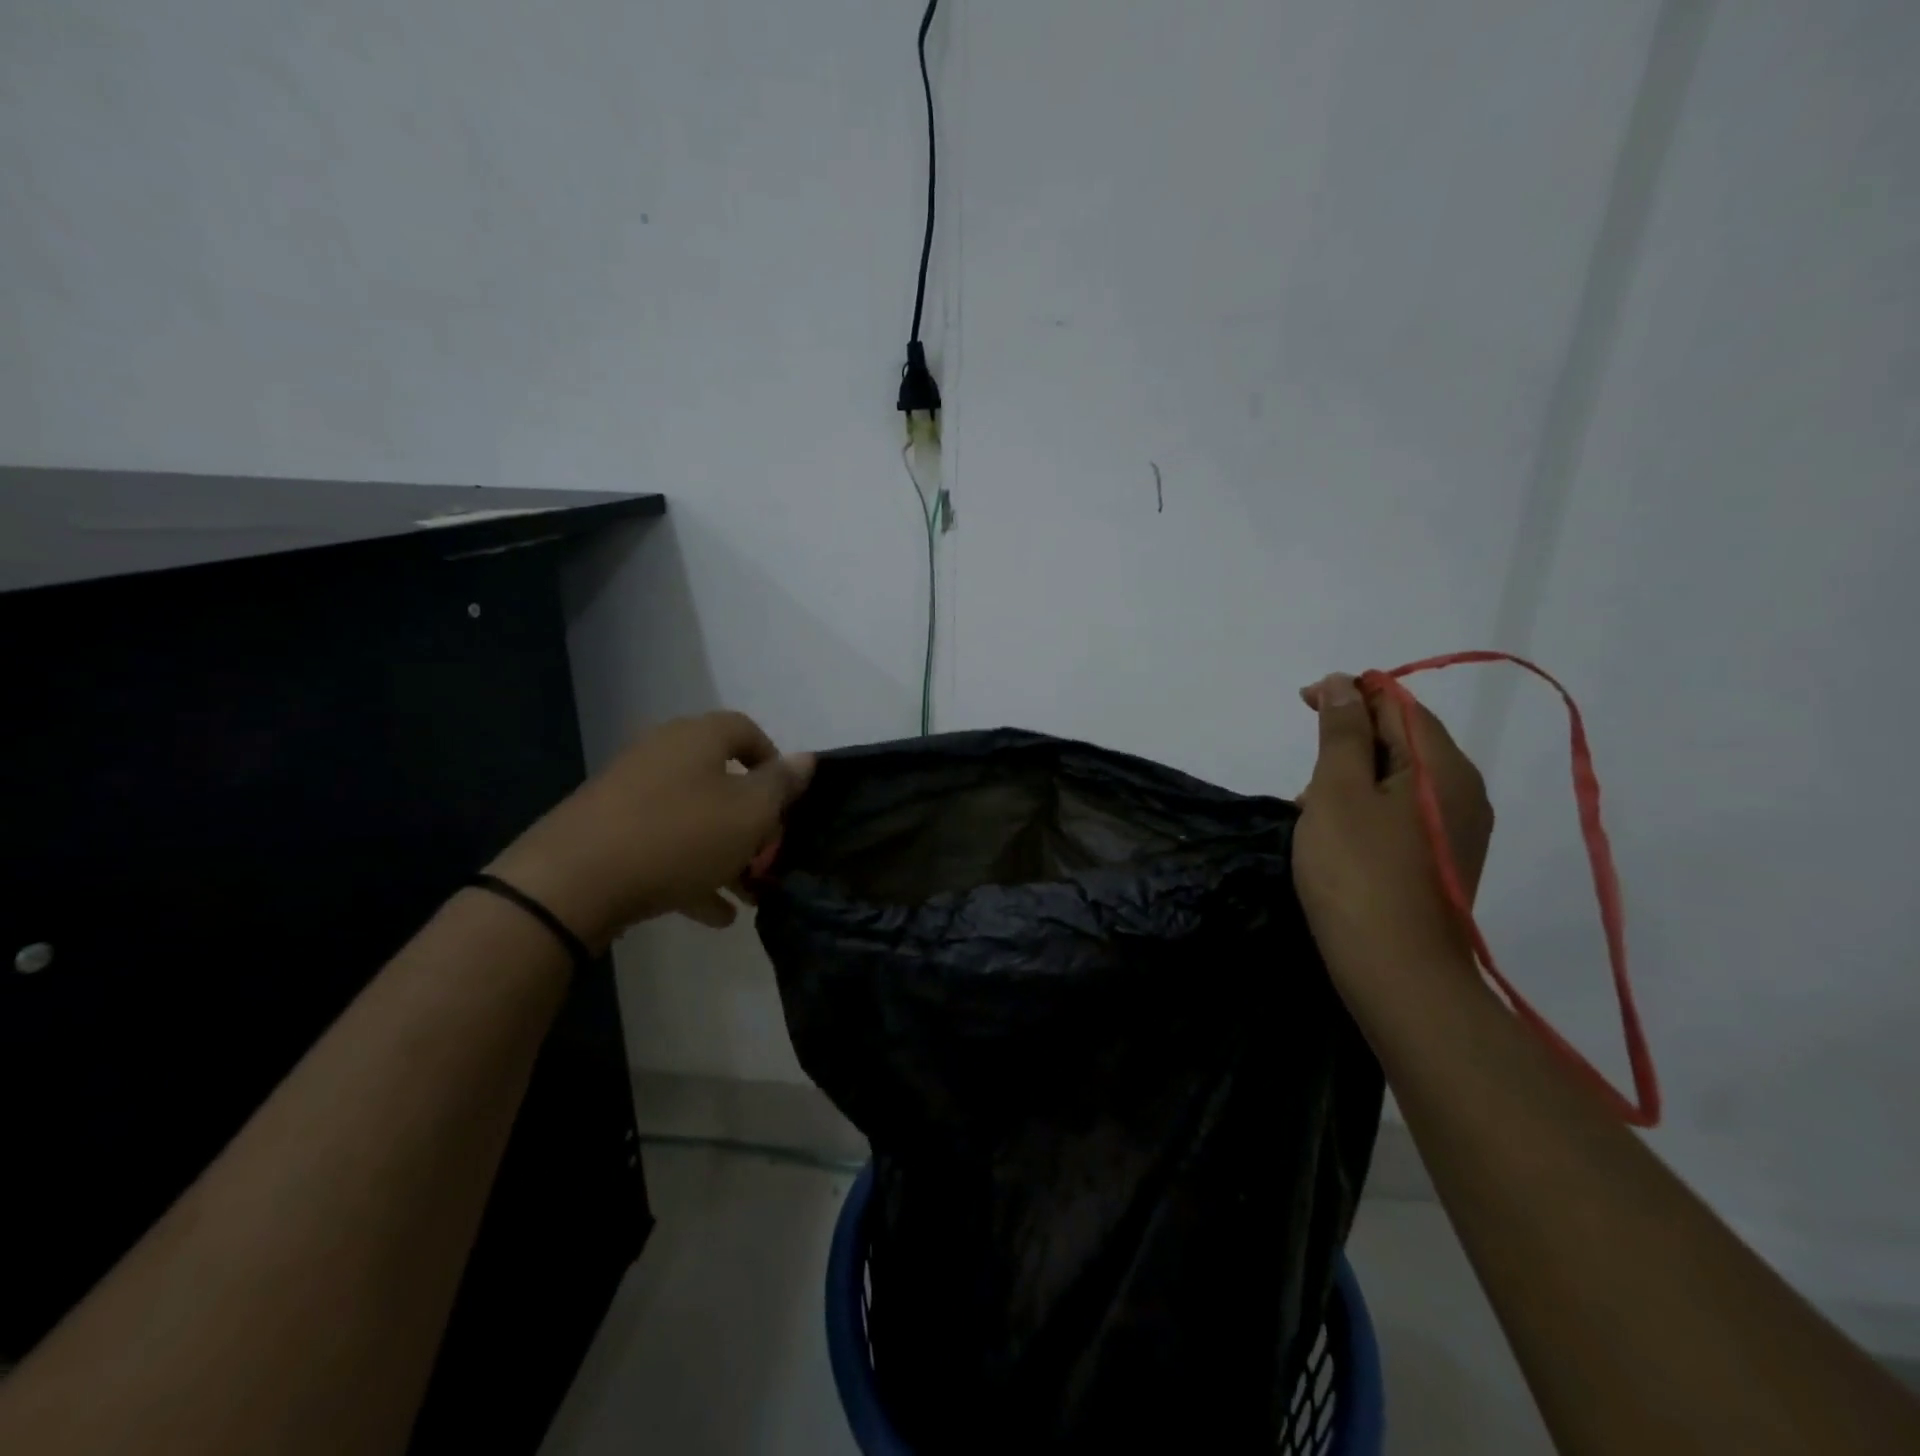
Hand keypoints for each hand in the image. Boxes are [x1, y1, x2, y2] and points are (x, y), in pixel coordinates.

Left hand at [487, 712, 813, 949]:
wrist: (572, 881)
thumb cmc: (679, 836)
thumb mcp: (749, 813)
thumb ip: (781, 785)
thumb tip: (806, 758)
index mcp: (697, 738)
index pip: (746, 731)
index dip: (774, 762)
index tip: (788, 801)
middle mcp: (661, 754)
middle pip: (721, 779)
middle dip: (753, 821)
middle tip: (771, 855)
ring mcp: (630, 793)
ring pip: (694, 818)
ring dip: (726, 853)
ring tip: (749, 894)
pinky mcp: (607, 831)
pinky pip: (663, 845)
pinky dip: (691, 871)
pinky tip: (714, 914)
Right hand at [1292, 673, 1492, 983]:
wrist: (1396, 972)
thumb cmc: (1357, 872)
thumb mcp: (1337, 791)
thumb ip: (1341, 732)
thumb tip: (1344, 683)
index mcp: (1443, 768)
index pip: (1400, 704)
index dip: (1351, 692)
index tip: (1303, 701)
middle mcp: (1462, 792)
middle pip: (1404, 739)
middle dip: (1350, 738)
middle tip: (1304, 765)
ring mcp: (1456, 831)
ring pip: (1399, 778)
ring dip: (1353, 775)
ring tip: (1310, 804)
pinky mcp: (1441, 861)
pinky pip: (1402, 812)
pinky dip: (1365, 806)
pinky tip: (1334, 832)